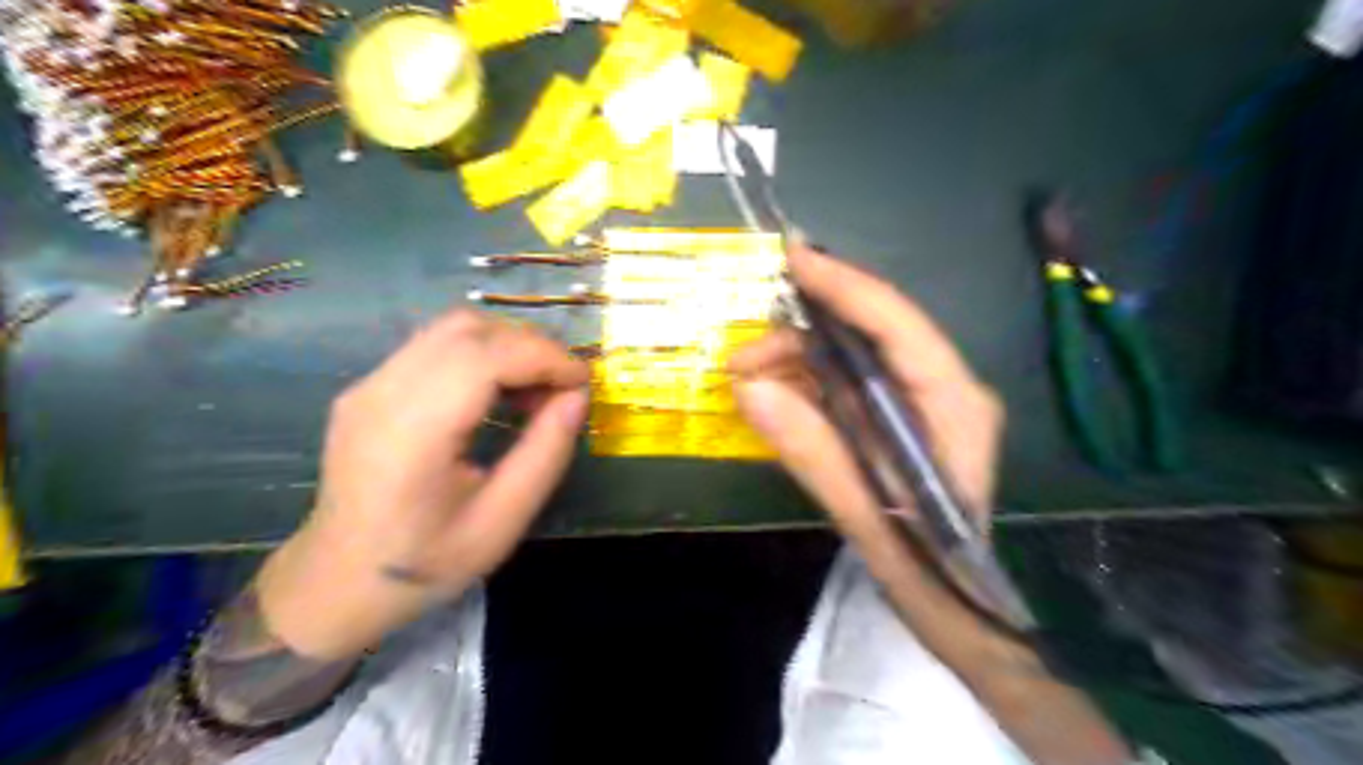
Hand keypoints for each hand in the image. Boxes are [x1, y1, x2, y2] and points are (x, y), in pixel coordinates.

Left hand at [256, 307, 587, 657]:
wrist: (336, 585)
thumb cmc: (424, 564)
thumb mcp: (502, 523)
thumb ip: (545, 454)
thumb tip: (577, 396)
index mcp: (412, 432)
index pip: (485, 356)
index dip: (543, 357)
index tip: (582, 382)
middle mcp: (382, 393)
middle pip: (468, 329)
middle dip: (531, 346)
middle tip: (563, 387)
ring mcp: (369, 385)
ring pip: (452, 329)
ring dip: (507, 346)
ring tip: (535, 389)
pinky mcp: (369, 387)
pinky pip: (435, 346)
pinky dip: (482, 354)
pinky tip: (498, 392)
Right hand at [730, 242, 1003, 627]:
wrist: (953, 602)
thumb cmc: (924, 565)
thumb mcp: (863, 512)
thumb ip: (810, 449)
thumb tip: (748, 387)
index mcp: (953, 403)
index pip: (897, 323)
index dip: (843, 286)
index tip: (791, 258)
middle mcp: (944, 387)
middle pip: (869, 333)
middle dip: (801, 337)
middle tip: (742, 358)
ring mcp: (922, 399)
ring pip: (852, 355)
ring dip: (796, 361)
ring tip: (746, 382)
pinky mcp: (899, 414)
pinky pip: (847, 381)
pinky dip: (805, 383)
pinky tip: (772, 397)